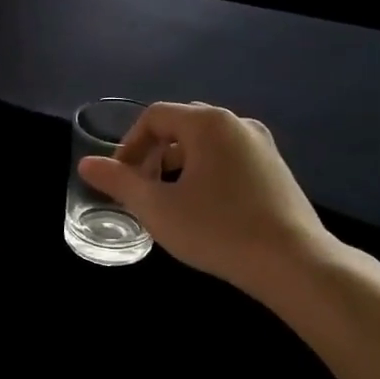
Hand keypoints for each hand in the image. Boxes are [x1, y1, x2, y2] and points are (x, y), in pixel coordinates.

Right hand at [77, 102, 340, 294]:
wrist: (293, 262)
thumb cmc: (217, 229)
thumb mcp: (157, 208)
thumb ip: (119, 182)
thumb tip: (86, 164)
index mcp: (207, 122)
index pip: (155, 116)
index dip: (129, 144)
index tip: (120, 178)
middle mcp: (236, 123)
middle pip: (181, 125)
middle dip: (153, 153)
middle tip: (142, 187)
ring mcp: (261, 144)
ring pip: (206, 143)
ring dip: (179, 164)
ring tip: (169, 200)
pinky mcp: (276, 168)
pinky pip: (229, 157)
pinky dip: (206, 172)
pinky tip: (205, 208)